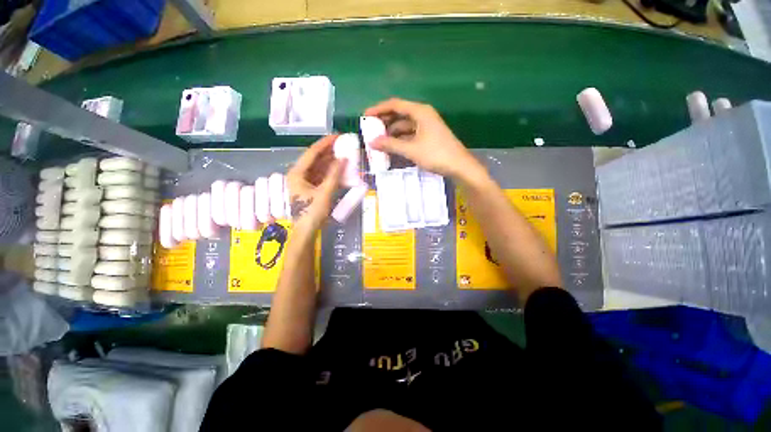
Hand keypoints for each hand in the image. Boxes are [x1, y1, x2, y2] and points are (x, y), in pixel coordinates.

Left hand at [287, 135, 344, 229]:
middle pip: (315, 159)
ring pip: (318, 168)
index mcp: (297, 173)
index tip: (337, 136)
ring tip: (344, 154)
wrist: (306, 232)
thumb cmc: (312, 212)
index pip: (312, 153)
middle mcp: (298, 175)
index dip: (325, 143)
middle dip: (329, 152)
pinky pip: (321, 176)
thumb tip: (343, 159)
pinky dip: (330, 173)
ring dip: (331, 162)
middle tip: (343, 144)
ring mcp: (304, 182)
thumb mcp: (324, 193)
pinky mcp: (310, 189)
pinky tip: (340, 169)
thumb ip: (334, 175)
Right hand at [364, 98, 484, 180]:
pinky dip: (400, 139)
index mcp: (420, 112)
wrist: (459, 166)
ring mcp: (426, 126)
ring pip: (404, 125)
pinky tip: (392, 147)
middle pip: (399, 114)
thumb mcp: (411, 149)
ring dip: (392, 132)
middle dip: (384, 121)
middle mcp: (423, 115)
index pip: (395, 105)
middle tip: (370, 130)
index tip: (365, 116)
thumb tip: (372, 142)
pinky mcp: (428, 136)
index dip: (379, 109)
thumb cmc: (436, 154)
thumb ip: (391, 145)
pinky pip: (410, 134)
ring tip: (378, 140)